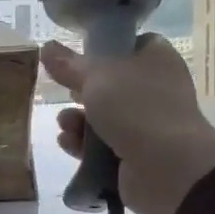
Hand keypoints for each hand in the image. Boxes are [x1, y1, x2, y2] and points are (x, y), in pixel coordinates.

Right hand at [39, 34, 214, 213]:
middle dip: (83, 91)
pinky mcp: (138, 156)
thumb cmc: (135, 107)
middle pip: (113, 84)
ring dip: (78, 120)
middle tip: (66, 91)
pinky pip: (105, 146)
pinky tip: (68, 144)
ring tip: (65, 124)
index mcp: (157, 60)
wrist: (167, 168)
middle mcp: (157, 90)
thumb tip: (47, 47)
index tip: (79, 57)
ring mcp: (149, 125)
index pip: (132, 45)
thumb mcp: (96, 77)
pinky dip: (85, 145)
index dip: (105, 49)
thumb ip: (69, 64)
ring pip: (105, 117)